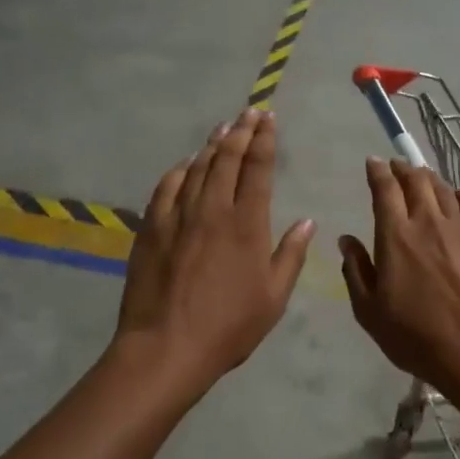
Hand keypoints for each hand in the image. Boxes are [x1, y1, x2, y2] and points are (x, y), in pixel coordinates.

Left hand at [115, 110, 314, 392]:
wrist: (166, 346)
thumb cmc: (228, 327)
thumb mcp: (273, 297)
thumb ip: (291, 255)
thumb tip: (308, 221)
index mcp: (247, 223)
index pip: (258, 168)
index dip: (264, 140)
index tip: (268, 118)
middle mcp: (213, 209)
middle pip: (228, 159)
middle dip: (241, 131)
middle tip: (249, 112)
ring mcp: (178, 215)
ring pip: (197, 168)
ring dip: (212, 145)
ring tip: (224, 128)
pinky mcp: (151, 227)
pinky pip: (166, 187)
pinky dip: (179, 170)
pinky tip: (185, 164)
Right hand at [339, 160, 459, 399]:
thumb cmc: (416, 339)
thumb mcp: (369, 312)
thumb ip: (355, 270)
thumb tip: (346, 239)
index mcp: (396, 237)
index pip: (384, 190)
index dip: (378, 171)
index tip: (373, 162)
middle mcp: (429, 223)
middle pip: (416, 181)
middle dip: (403, 168)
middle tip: (396, 166)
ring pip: (444, 190)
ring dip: (429, 179)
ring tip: (422, 177)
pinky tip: (458, 197)